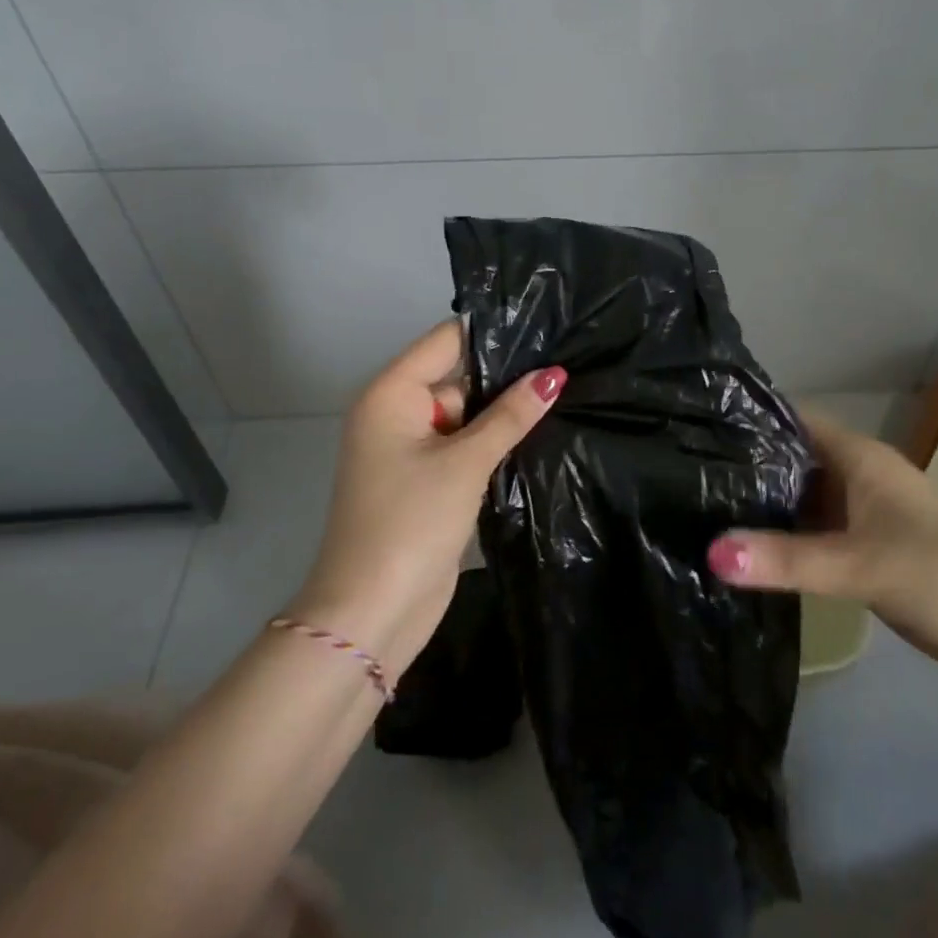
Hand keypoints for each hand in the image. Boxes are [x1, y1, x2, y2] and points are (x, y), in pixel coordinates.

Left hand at [287, 321, 565, 678]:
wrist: (370, 613)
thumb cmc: (411, 523)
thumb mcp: (466, 462)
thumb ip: (511, 415)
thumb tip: (554, 374)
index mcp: (391, 394)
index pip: (447, 340)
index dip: (493, 332)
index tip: (546, 323)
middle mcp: (396, 412)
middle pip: (458, 375)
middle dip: (506, 376)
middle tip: (567, 363)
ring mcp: (410, 448)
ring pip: (466, 413)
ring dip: (503, 412)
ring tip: (564, 392)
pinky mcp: (425, 479)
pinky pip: (463, 444)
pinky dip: (492, 442)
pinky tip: (538, 432)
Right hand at [707, 408, 937, 690]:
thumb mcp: (863, 565)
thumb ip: (788, 561)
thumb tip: (710, 554)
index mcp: (858, 457)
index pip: (789, 418)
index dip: (746, 417)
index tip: (691, 424)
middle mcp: (855, 477)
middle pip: (788, 459)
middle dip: (743, 466)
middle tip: (682, 475)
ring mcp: (860, 517)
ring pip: (799, 500)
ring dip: (760, 507)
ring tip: (696, 510)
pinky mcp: (864, 554)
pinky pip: (812, 536)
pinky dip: (781, 542)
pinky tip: (743, 554)